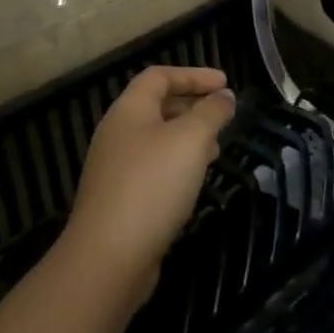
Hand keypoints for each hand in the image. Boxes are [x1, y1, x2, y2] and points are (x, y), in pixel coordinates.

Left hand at [59, 65, 235, 292]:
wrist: (108, 257)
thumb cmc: (152, 186)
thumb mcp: (191, 140)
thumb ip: (211, 112)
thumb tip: (224, 96)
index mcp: (129, 110)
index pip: (159, 76)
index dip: (193, 75)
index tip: (225, 84)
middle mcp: (117, 133)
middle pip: (156, 106)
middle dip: (193, 106)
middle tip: (223, 117)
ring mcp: (115, 168)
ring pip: (156, 139)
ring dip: (187, 138)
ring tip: (216, 150)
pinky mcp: (119, 199)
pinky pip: (153, 168)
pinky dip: (177, 165)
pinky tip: (193, 183)